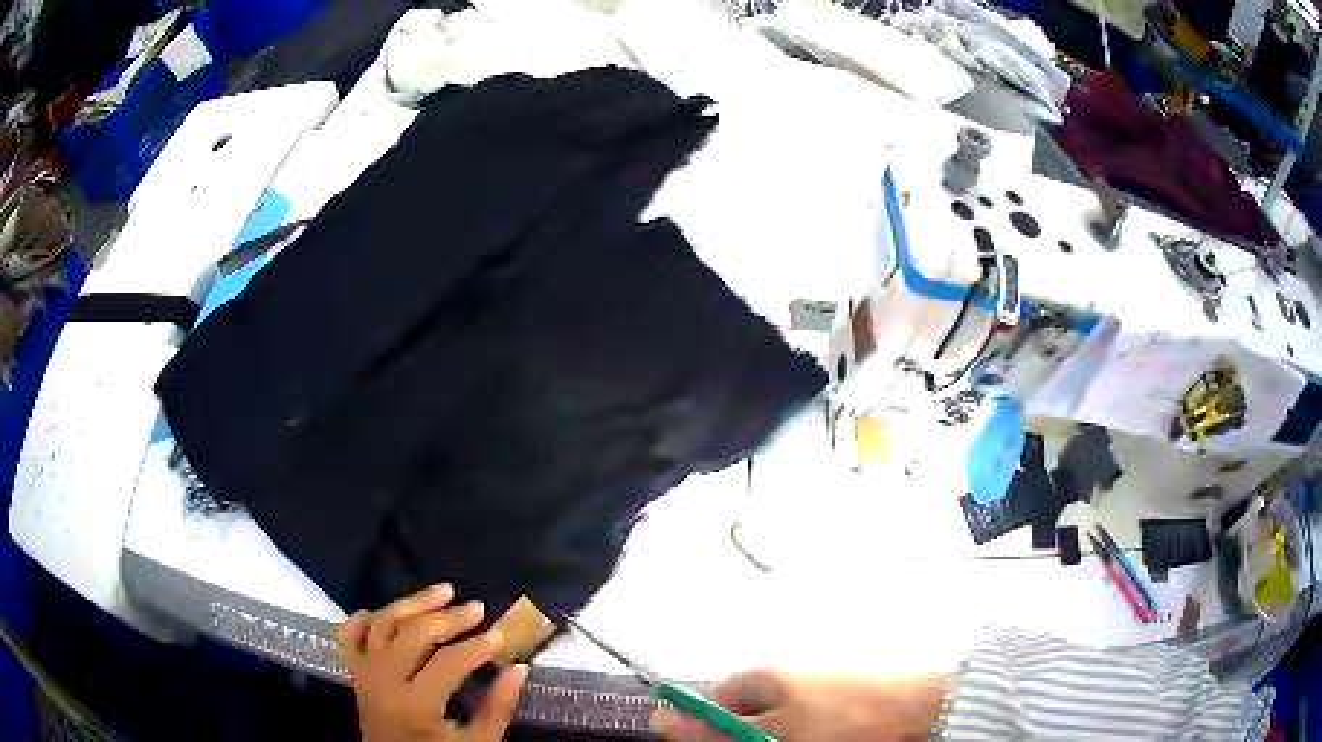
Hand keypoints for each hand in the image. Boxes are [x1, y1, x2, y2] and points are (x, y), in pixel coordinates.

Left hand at [337, 584, 527, 741]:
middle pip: (413, 635)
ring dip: (412, 603)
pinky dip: (364, 618)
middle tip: (477, 607)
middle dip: (448, 618)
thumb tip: (518, 669)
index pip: (448, 662)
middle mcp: (383, 681)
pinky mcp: (354, 673)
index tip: (500, 636)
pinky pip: (350, 635)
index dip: (477, 647)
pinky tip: (387, 611)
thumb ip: (497, 708)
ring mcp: (364, 674)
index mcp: (415, 704)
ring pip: (383, 624)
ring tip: (443, 591)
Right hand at [651, 668, 948, 741]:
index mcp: (760, 676)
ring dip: (770, 741)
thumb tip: (661, 720)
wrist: (923, 712)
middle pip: (738, 719)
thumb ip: (716, 731)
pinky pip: (802, 728)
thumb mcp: (774, 731)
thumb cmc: (844, 720)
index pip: (708, 703)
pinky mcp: (834, 705)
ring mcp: (810, 692)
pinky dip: (799, 740)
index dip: (701, 732)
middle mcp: (781, 679)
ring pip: (770, 729)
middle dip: (740, 740)